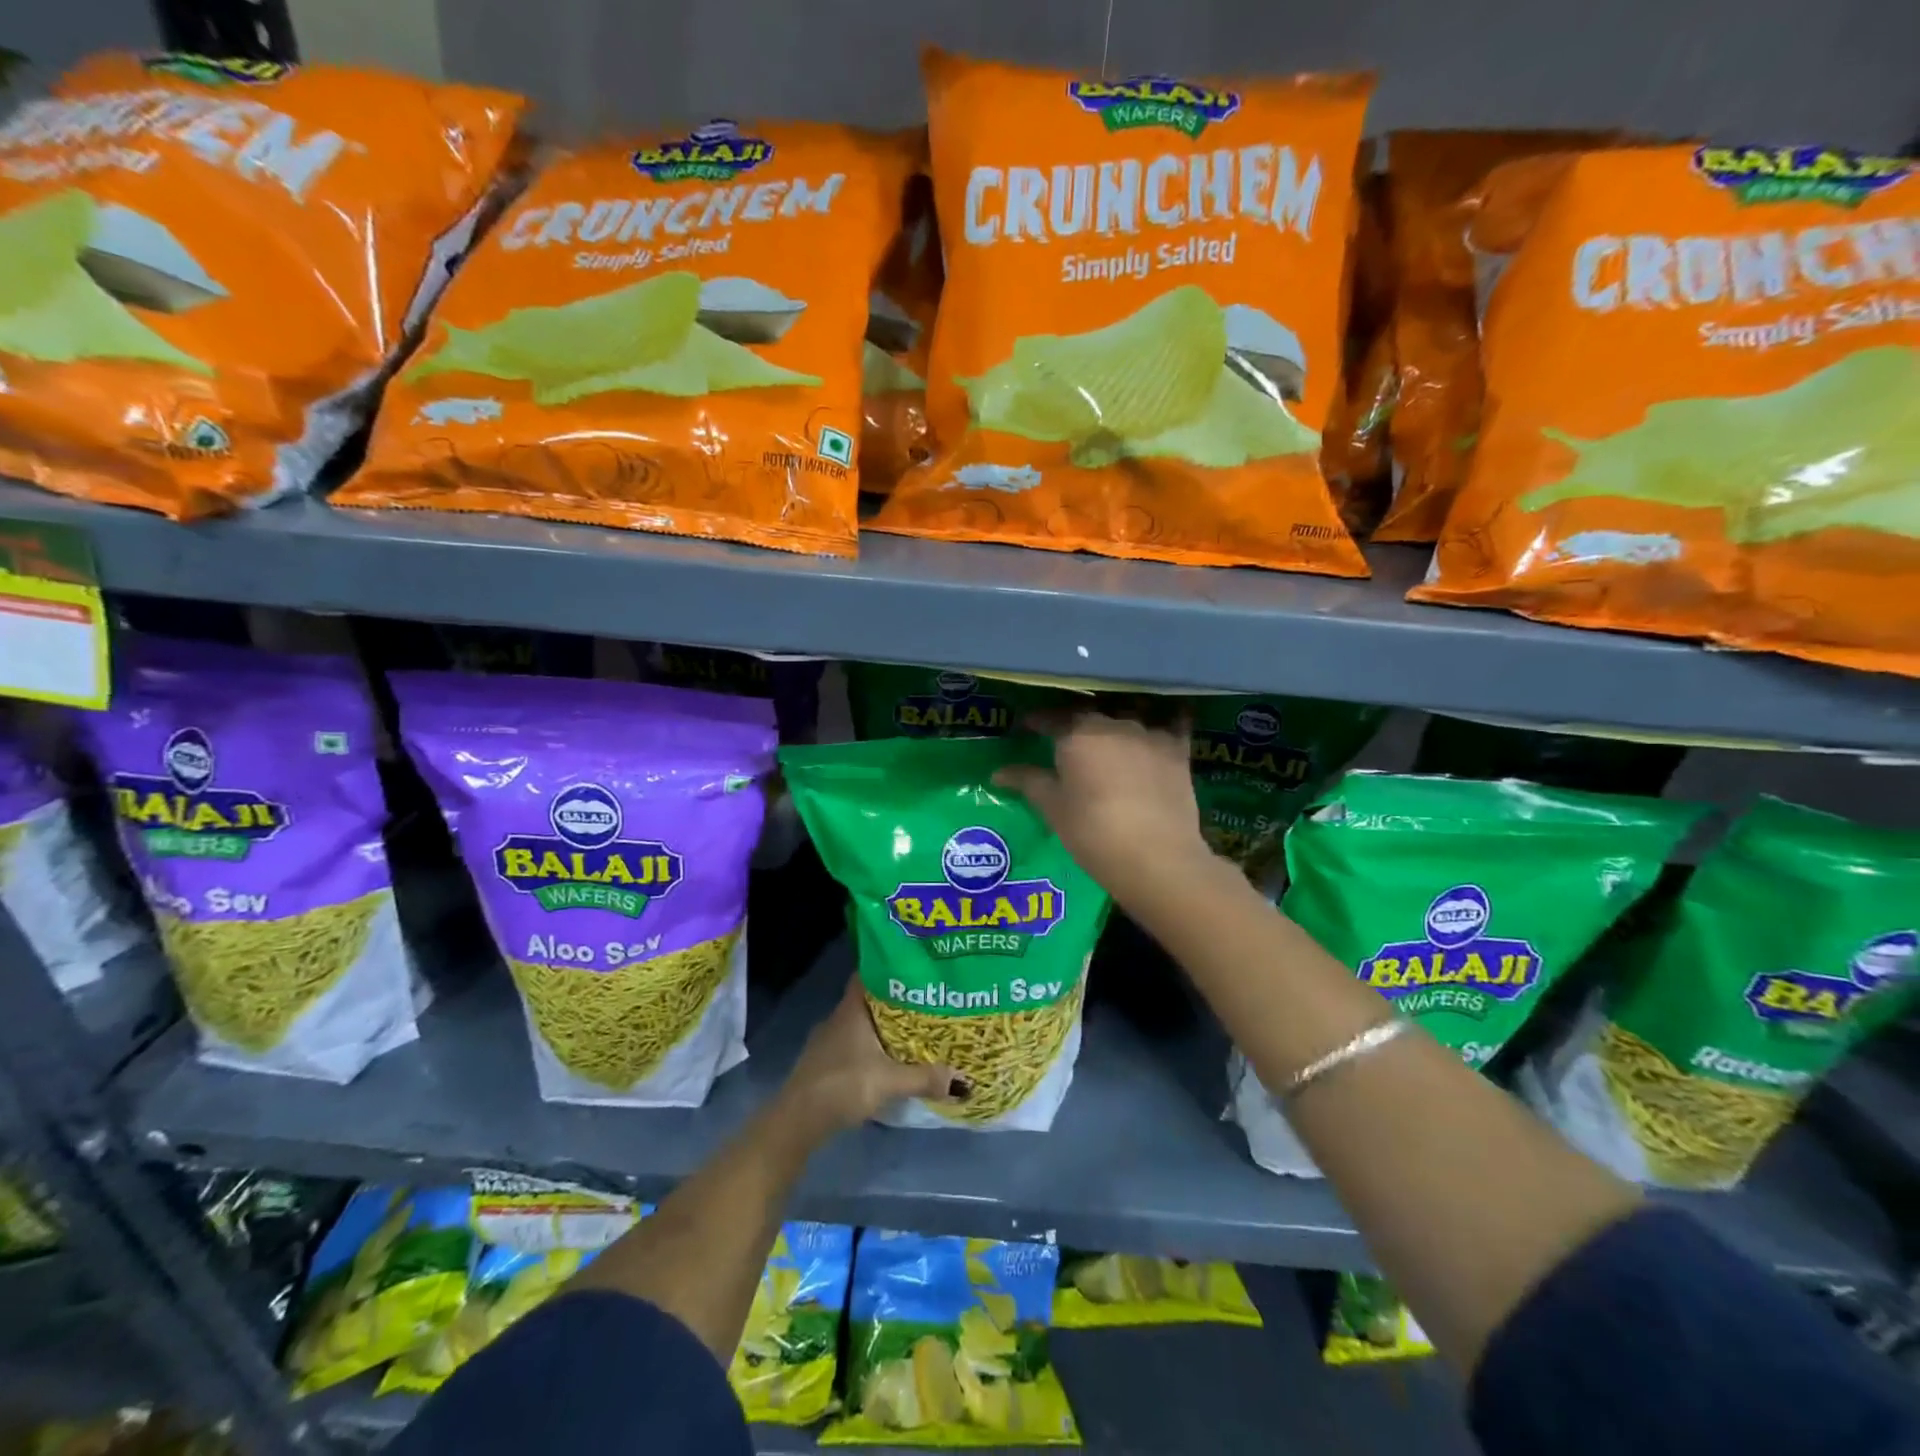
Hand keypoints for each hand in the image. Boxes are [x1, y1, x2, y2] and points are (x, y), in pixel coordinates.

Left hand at [781, 977, 962, 1136]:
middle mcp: (839, 1018)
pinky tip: (889, 1059)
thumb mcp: (888, 1082)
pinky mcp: (827, 1063)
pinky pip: (856, 1044)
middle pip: (870, 1000)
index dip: (890, 968)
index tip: (916, 968)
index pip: (869, 974)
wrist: (796, 1122)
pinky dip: (873, 1046)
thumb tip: (963, 1080)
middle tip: (927, 1001)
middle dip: (896, 1000)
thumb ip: (924, 1078)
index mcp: (851, 1010)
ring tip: (916, 1029)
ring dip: (884, 1026)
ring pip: (863, 1023)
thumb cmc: (841, 1086)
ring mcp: (829, 1041)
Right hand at [993, 709, 1212, 910]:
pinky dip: (1167, 720)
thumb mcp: (1054, 809)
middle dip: (1074, 722)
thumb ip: (1028, 782)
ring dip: (1115, 721)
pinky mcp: (1178, 750)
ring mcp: (1149, 734)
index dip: (1038, 721)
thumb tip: (998, 772)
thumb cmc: (1093, 833)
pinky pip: (1173, 723)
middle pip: (1089, 715)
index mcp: (1077, 735)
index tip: (1027, 726)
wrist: (1156, 857)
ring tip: (1109, 735)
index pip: (1051, 719)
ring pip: (1127, 715)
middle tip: (1066, 737)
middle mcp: (1112, 725)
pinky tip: (1167, 719)